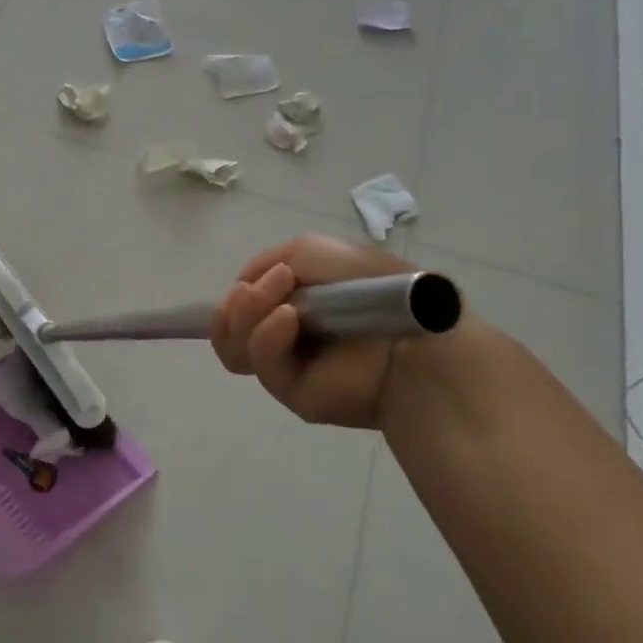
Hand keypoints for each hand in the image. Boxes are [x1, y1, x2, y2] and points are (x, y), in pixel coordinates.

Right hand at [210, 234, 469, 431]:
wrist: (414, 334)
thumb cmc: (372, 286)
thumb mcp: (316, 252)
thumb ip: (271, 259)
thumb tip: (242, 286)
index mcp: (292, 303)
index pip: (242, 302)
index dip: (239, 290)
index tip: (255, 278)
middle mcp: (284, 334)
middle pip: (229, 324)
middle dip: (241, 301)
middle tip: (273, 286)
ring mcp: (286, 364)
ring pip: (233, 343)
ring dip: (248, 313)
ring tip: (284, 303)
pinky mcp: (290, 391)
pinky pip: (259, 362)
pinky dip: (266, 335)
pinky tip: (290, 319)